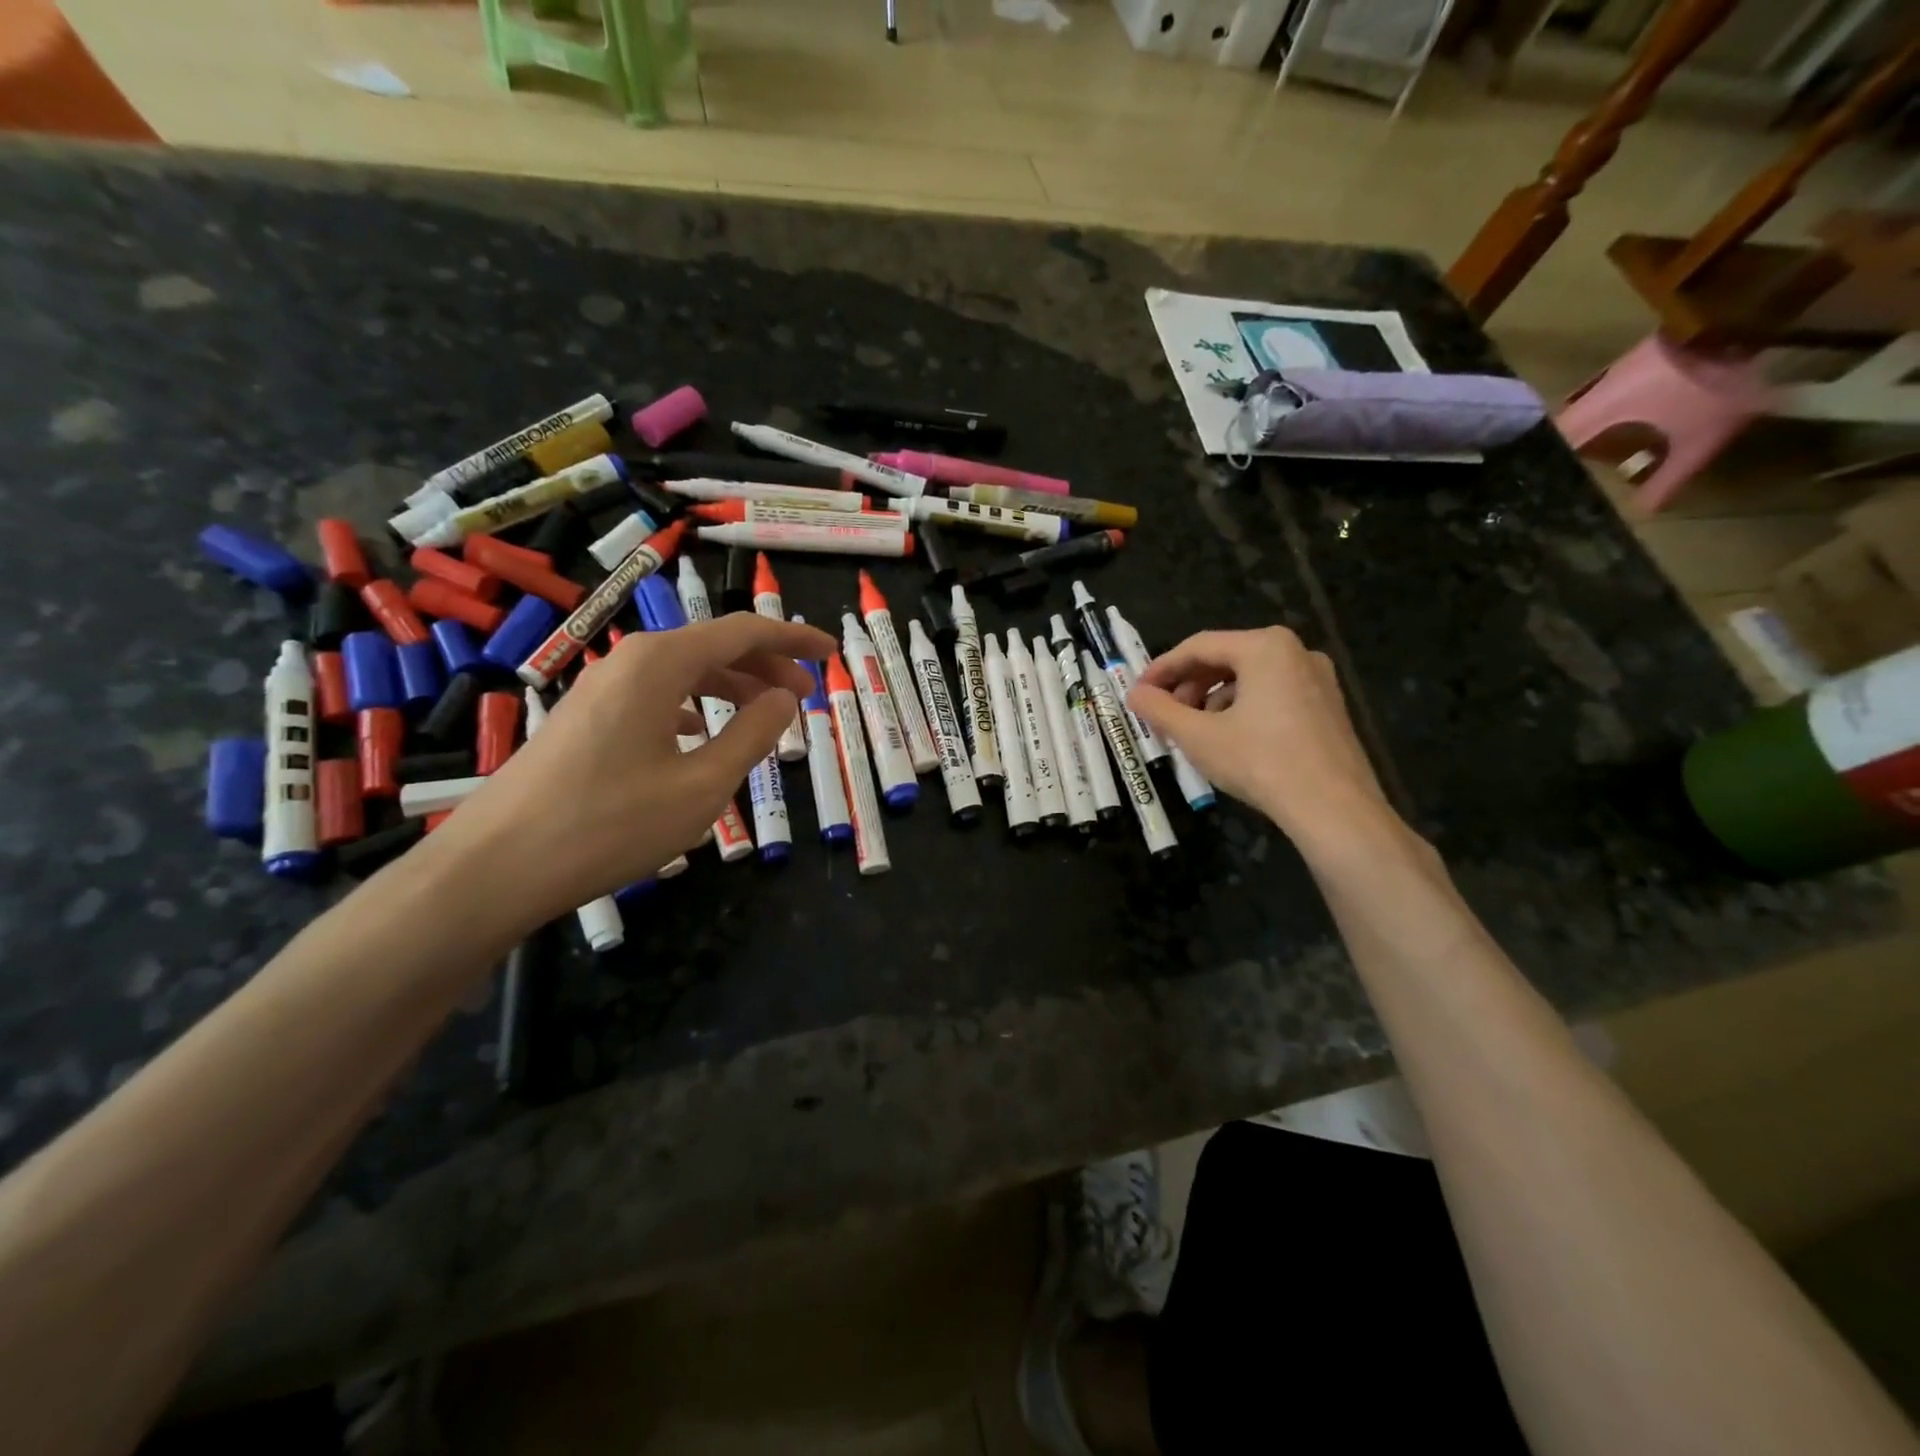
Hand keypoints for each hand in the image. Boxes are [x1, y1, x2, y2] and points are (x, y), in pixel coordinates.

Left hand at [439, 611, 833, 927]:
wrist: (495, 866)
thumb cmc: (610, 823)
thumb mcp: (702, 786)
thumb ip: (752, 736)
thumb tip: (784, 699)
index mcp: (661, 663)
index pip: (743, 632)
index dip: (793, 640)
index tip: (831, 654)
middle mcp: (630, 661)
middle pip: (713, 647)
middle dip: (766, 665)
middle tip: (807, 694)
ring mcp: (601, 689)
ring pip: (683, 672)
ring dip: (730, 687)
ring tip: (765, 717)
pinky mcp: (585, 718)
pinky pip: (655, 696)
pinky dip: (692, 706)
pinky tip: (699, 733)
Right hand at [1127, 627, 1394, 852]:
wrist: (1334, 809)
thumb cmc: (1260, 762)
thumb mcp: (1198, 736)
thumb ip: (1160, 710)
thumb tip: (1134, 695)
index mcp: (1265, 647)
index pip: (1198, 646)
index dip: (1161, 669)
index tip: (1138, 693)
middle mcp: (1296, 651)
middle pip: (1226, 658)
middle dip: (1189, 685)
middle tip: (1164, 714)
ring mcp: (1318, 678)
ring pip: (1250, 678)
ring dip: (1213, 699)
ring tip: (1194, 731)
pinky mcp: (1328, 706)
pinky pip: (1274, 694)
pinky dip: (1243, 708)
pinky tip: (1230, 739)